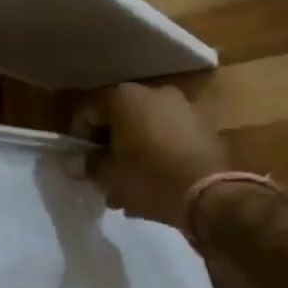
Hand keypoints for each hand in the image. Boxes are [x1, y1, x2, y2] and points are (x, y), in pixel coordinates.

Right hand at [73, 82, 229, 226]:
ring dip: (133, 151)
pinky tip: (154, 181)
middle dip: (109, 146)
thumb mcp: (109, 176)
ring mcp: (182, 107)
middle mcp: (154, 93)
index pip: (89, 113)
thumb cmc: (149, 179)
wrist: (211, 195)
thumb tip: (75, 162)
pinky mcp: (203, 126)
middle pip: (119, 119)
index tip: (82, 164)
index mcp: (125, 97)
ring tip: (129, 184)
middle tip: (104, 175)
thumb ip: (88, 165)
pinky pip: (168, 136)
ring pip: (144, 128)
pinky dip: (157, 153)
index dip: (80, 140)